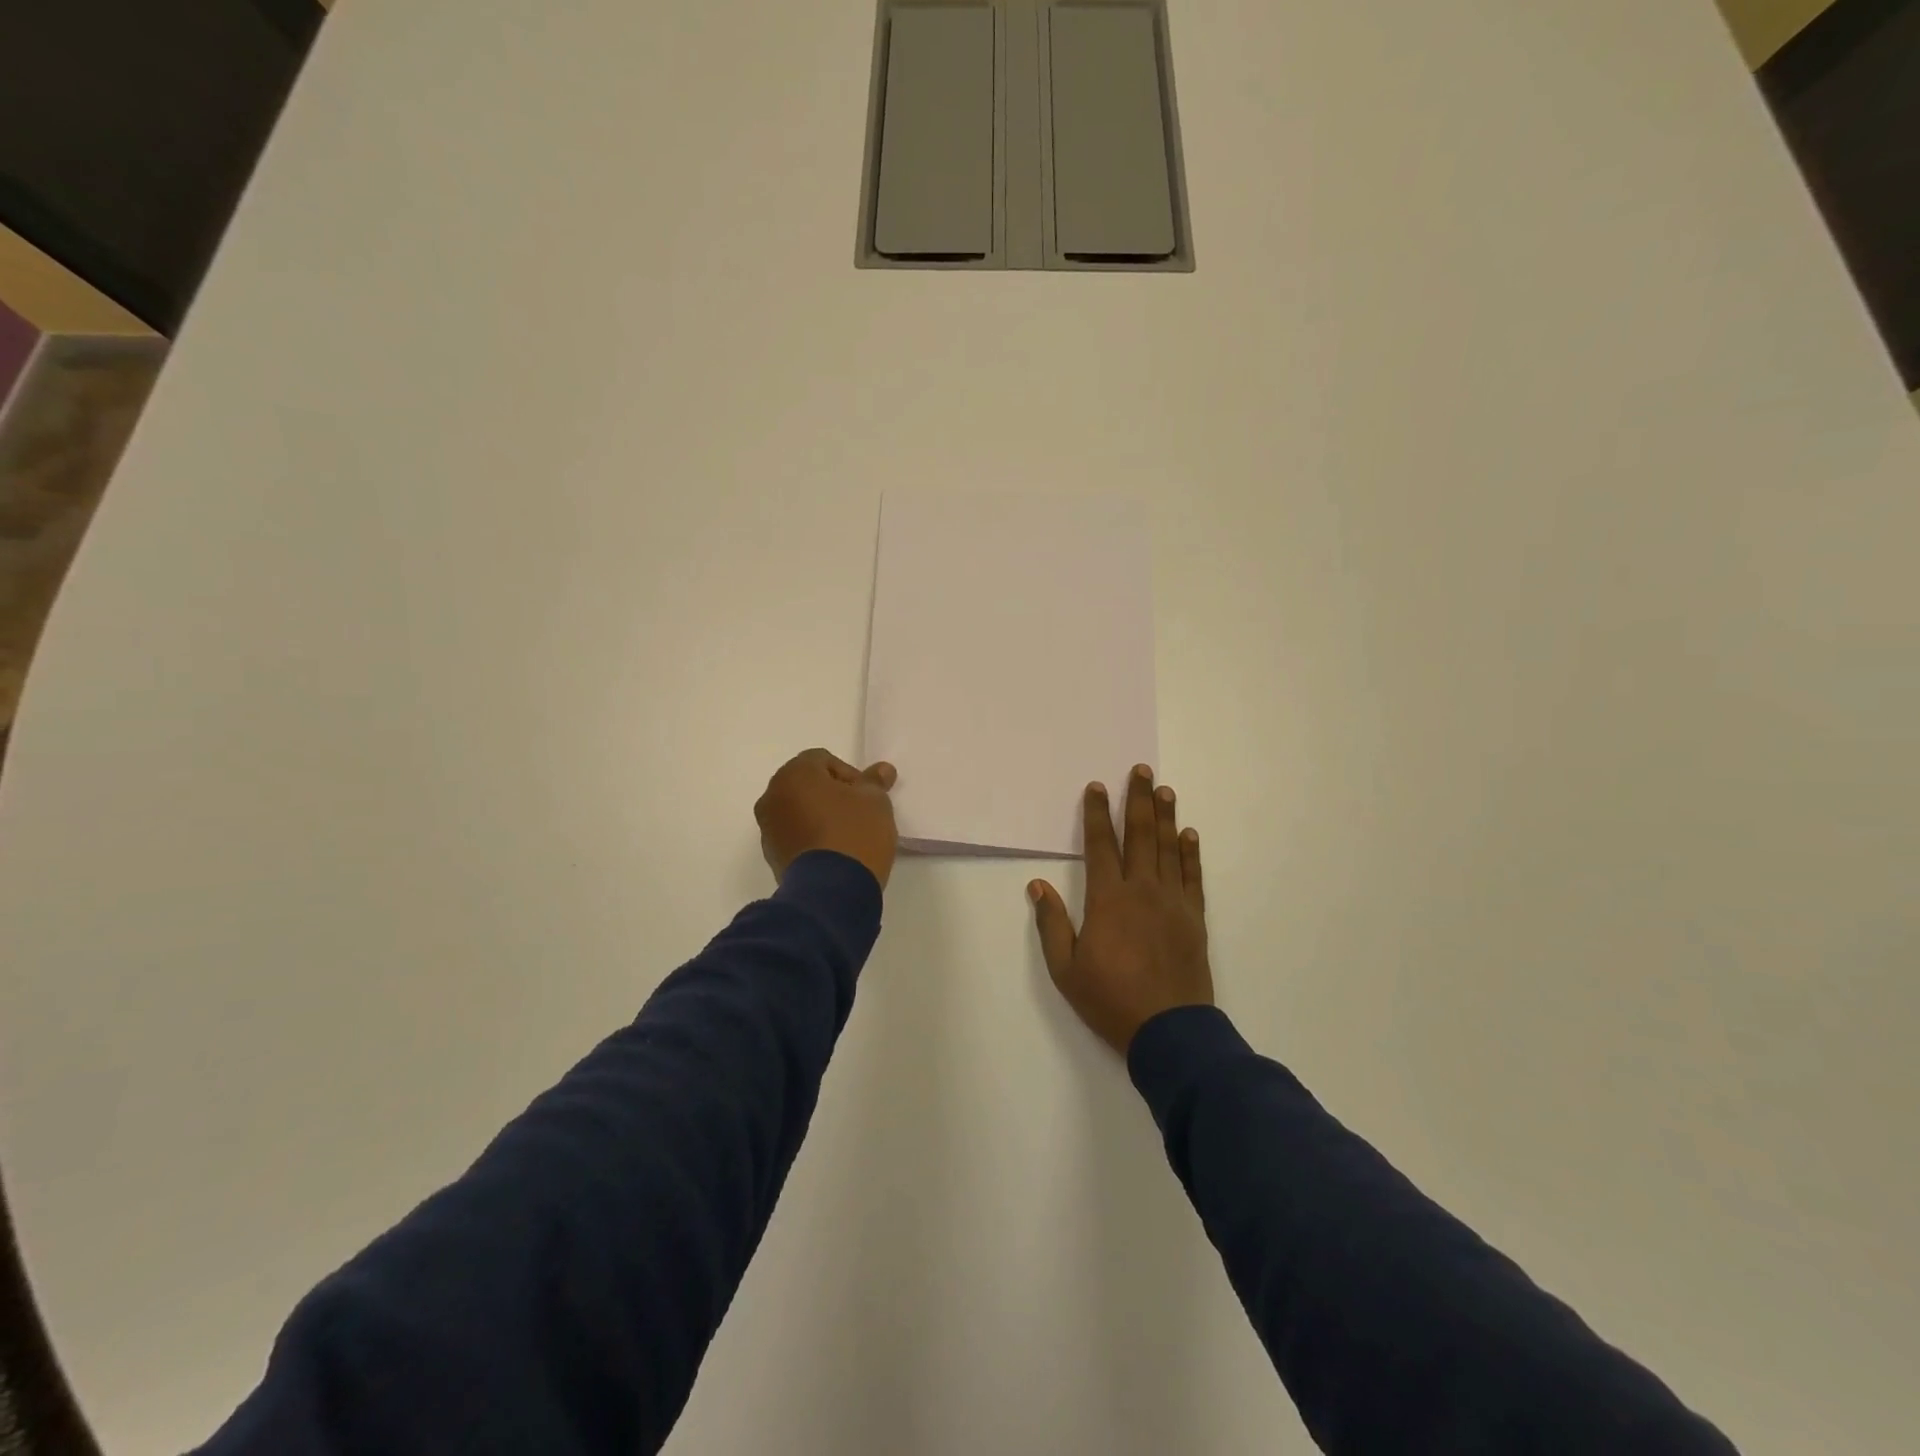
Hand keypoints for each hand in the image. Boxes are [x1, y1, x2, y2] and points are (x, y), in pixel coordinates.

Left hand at [755, 748, 899, 887]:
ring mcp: (768, 828)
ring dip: (819, 815)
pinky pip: (794, 835)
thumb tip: (882, 770)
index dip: (850, 775)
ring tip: (847, 835)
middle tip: (859, 813)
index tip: (866, 797)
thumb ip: (875, 782)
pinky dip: (811, 836)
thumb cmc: (854, 833)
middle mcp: (772, 796)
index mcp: (794, 774)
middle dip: (832, 794)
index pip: (823, 760)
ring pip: (798, 810)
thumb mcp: (875, 802)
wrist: (832, 891)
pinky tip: (833, 852)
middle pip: (807, 785)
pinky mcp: (772, 855)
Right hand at [1030, 766, 1212, 1054]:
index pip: (1101, 845)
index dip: (1098, 814)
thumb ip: (1052, 924)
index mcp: (1108, 899)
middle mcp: (1142, 890)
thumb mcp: (1066, 968)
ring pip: (1169, 849)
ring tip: (1165, 790)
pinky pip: (1192, 876)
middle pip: (1140, 835)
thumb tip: (1037, 885)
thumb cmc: (1110, 999)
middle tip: (1142, 771)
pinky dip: (1191, 853)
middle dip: (1139, 800)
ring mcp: (1172, 902)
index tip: (1096, 787)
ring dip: (1166, 816)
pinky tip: (1189, 834)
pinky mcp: (1194, 918)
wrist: (1169, 1031)